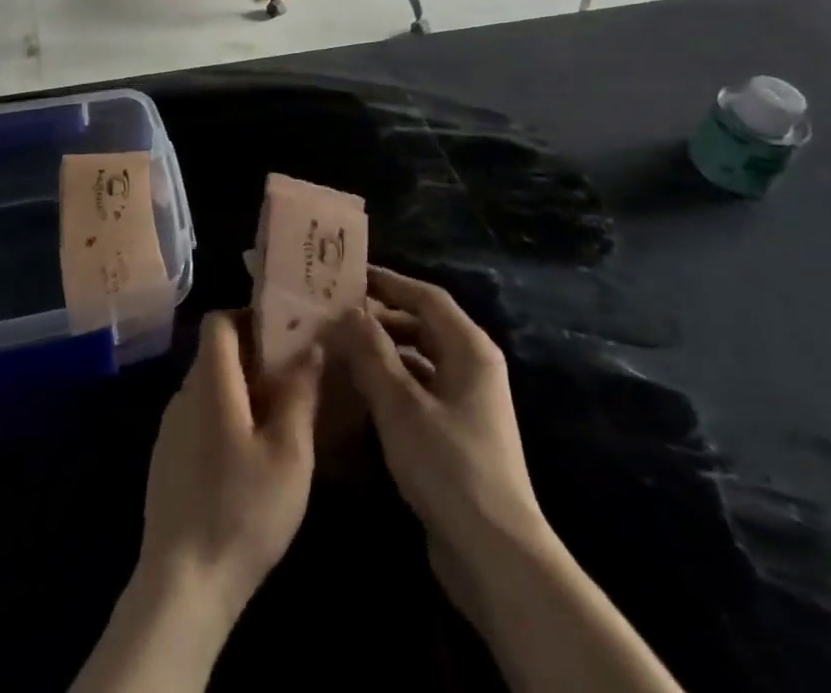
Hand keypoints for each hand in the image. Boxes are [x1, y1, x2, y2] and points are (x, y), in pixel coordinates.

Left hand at [75, 313, 321, 692]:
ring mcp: (170, 429)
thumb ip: (300, 395)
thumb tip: (310, 347)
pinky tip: (251, 455)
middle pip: (216, 353)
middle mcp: (183, 395)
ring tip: (281, 416)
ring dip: (243, 389)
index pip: (218, 320)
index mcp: (210, 383)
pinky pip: (200, 417)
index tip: (284, 333)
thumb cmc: (242, 511)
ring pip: (210, 387)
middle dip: (255, 355)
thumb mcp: (289, 454)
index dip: (249, 316)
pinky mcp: (167, 459)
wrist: (183, 585)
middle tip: (295, 376)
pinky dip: (226, 417)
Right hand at [330, 271, 683, 692]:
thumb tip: (346, 310)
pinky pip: (418, 390)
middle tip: (335, 312)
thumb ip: (371, 351)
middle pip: (422, 325)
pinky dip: (390, 383)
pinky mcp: (456, 434)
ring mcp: (466, 402)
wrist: (495, 555)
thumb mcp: (400, 404)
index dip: (387, 282)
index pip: (425, 296)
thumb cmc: (448, 466)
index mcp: (470, 349)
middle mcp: (472, 367)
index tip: (347, 275)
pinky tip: (357, 391)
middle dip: (380, 317)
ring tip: (338, 347)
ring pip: (418, 359)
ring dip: (382, 351)